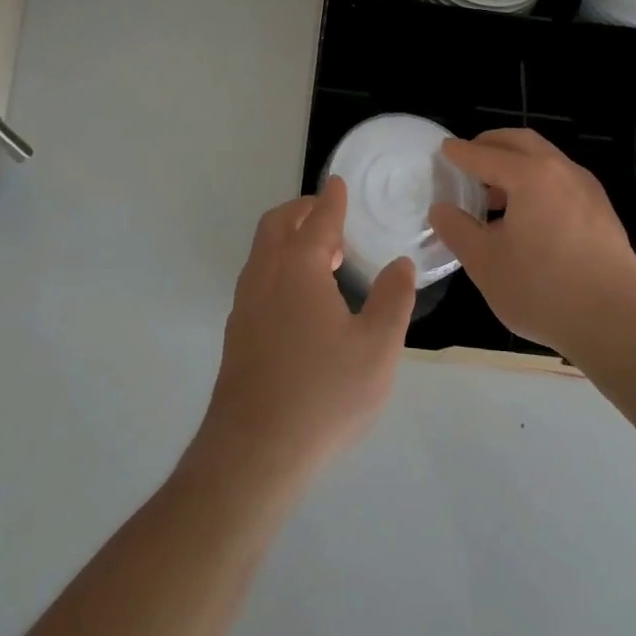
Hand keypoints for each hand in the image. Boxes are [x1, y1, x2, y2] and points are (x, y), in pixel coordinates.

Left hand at [196, 177, 415, 489]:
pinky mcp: (236, 333)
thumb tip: (399, 264)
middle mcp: (265, 276)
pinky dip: (279, 266)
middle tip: (329, 216)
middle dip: (302, 211)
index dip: (331, 200)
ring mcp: (245, 305)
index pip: (317, 220)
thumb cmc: (323, 395)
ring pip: (263, 252)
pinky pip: (258, 278)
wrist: (253, 453)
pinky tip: (301, 299)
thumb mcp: (377, 350)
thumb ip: (392, 300)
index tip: (337, 183)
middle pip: (277, 225)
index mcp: (299, 269)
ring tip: (322, 257)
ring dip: (288, 239)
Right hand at [429, 128, 635, 359]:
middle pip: (521, 142)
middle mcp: (562, 171)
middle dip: (492, 144)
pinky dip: (538, 182)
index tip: (444, 150)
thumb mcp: (485, 263)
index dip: (461, 153)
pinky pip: (562, 182)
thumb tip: (441, 208)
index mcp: (530, 176)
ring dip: (517, 164)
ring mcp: (588, 191)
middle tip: (469, 157)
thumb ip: (457, 229)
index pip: (485, 154)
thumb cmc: (542, 289)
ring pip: (546, 160)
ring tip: (494, 192)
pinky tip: (527, 215)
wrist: (618, 324)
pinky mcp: (603, 213)